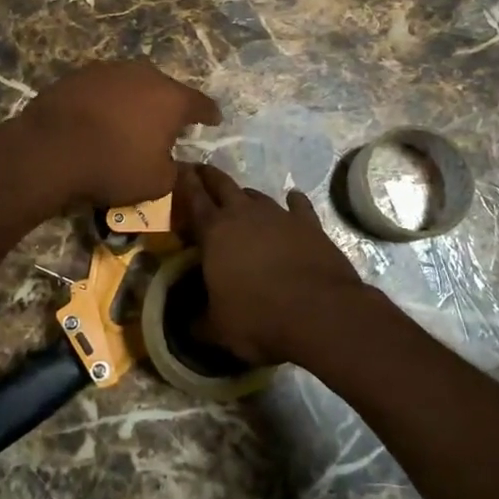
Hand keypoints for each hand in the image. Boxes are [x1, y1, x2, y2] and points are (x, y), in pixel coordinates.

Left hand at [18, 62, 220, 209]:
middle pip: (166, 89)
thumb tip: (178, 163)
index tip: (214, 120)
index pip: (202, 104)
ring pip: (134, 84)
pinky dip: (108, 100)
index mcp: (172, 98)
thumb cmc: (113, 166)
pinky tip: (100, 117)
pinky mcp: (80, 74)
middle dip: (169, 106)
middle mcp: (146, 75)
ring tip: (131, 120)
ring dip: (136, 100)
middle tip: (167, 125)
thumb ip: (176, 171)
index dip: (210, 114)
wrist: (50, 149)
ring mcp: (111, 70)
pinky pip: (104, 87)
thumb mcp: (157, 182)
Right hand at [176, 164, 369, 365]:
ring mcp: (280, 215)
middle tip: (201, 170)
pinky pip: (298, 206)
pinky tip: (293, 200)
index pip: (194, 200)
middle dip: (210, 177)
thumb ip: (200, 322)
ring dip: (246, 195)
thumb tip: (188, 325)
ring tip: (241, 197)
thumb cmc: (259, 318)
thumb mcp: (219, 329)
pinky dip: (293, 202)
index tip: (179, 169)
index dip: (184, 183)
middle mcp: (244, 214)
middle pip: (223, 185)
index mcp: (215, 232)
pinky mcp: (310, 224)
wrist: (320, 312)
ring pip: (257, 195)